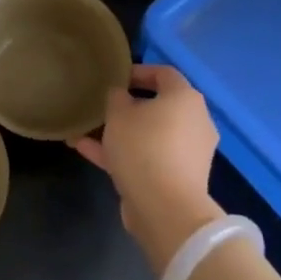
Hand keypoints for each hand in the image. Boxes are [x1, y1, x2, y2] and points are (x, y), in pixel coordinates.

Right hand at [71, 65, 224, 273]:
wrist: (165, 208)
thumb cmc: (143, 148)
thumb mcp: (119, 115)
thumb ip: (117, 98)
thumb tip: (121, 95)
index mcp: (185, 99)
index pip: (164, 74)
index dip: (138, 72)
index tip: (115, 78)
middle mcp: (194, 122)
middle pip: (158, 106)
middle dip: (127, 106)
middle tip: (102, 106)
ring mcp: (188, 152)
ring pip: (150, 134)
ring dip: (120, 133)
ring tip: (86, 130)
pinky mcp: (177, 177)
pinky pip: (148, 157)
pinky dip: (123, 153)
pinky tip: (86, 150)